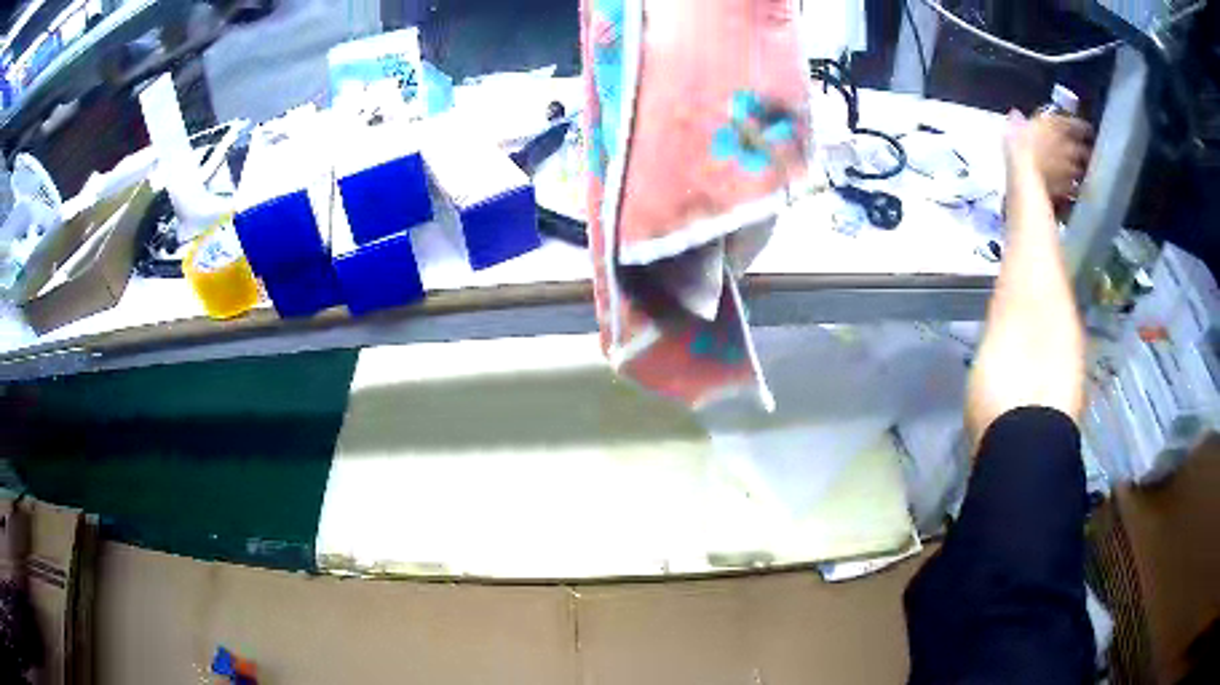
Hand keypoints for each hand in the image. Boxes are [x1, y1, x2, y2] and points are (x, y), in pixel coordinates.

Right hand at [1005, 110, 1093, 199]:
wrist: (1025, 176)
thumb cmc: (1020, 145)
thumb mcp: (1015, 127)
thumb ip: (1019, 121)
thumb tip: (1016, 115)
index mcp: (1058, 127)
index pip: (1078, 125)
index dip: (1083, 127)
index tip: (1087, 129)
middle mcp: (1070, 147)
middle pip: (1084, 150)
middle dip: (1085, 151)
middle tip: (1084, 153)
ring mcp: (1071, 170)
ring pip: (1082, 170)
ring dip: (1082, 170)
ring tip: (1079, 172)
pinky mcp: (1068, 189)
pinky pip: (1076, 189)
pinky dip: (1075, 188)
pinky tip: (1072, 190)